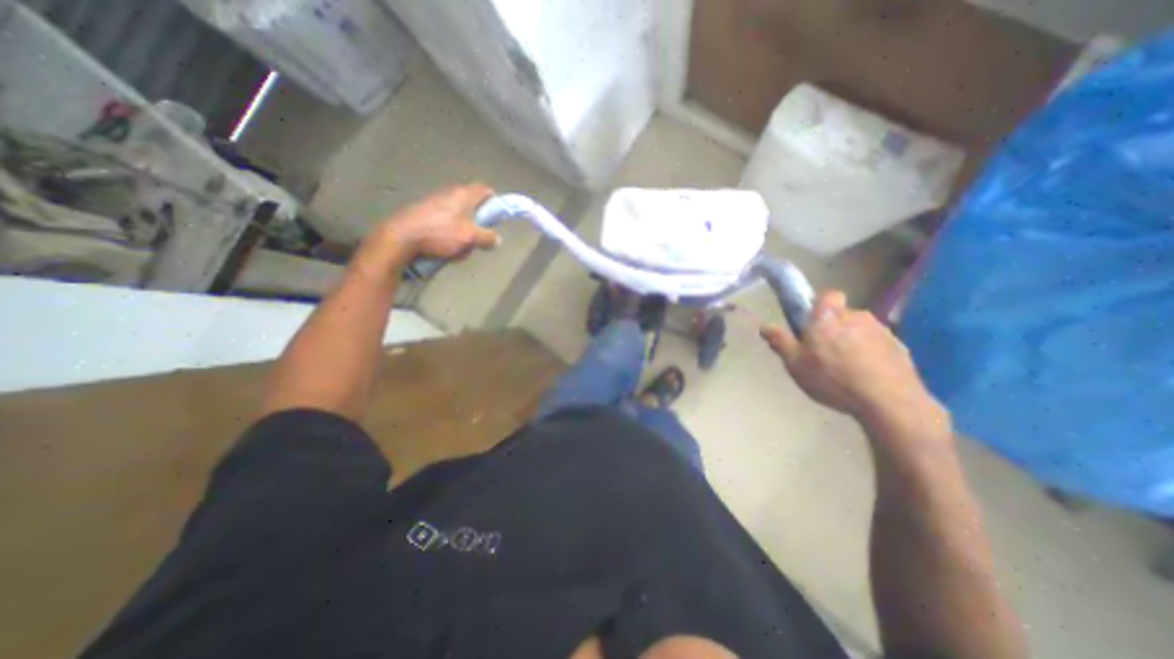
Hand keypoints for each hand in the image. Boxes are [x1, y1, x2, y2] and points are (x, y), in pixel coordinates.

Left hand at [384, 183, 496, 263]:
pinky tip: (443, 244)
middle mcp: (449, 193)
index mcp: (463, 194)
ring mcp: (434, 201)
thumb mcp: (470, 238)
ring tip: (460, 244)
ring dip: (463, 226)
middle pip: (471, 202)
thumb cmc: (440, 234)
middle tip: (480, 234)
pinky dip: (449, 230)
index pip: (485, 189)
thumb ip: (487, 238)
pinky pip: (444, 219)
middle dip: (478, 219)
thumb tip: (498, 239)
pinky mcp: (422, 212)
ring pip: (457, 212)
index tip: (497, 215)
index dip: (495, 200)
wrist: (400, 238)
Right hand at [768, 291, 947, 439]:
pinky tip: (866, 375)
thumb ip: (780, 342)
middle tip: (824, 351)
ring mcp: (882, 331)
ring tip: (846, 367)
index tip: (812, 323)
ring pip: (861, 329)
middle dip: (834, 327)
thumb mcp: (794, 364)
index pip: (828, 295)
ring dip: (853, 340)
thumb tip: (763, 326)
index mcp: (828, 317)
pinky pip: (878, 344)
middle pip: (843, 314)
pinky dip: (871, 354)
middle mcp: (856, 316)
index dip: (820, 305)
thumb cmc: (832, 378)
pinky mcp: (900, 348)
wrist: (888, 401)